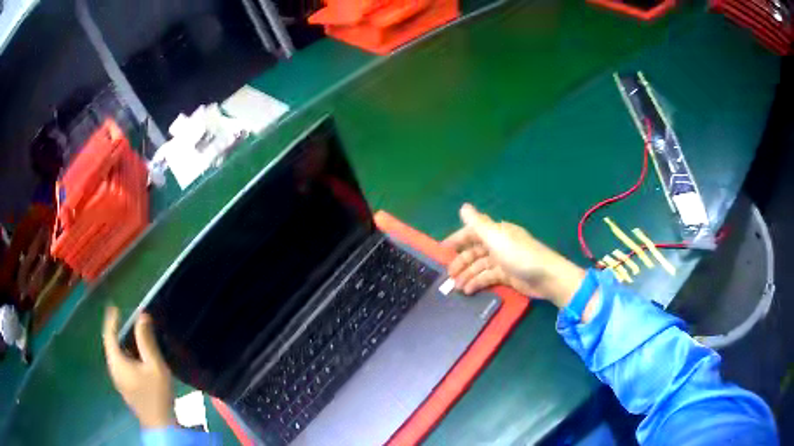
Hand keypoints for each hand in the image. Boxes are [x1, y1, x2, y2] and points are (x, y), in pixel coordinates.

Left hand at [102, 306, 174, 428]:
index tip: (115, 307)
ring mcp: (118, 380)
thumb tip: (142, 316)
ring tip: (134, 336)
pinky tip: (138, 357)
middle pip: (111, 345)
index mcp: (116, 362)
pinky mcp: (124, 387)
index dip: (111, 320)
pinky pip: (121, 364)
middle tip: (128, 321)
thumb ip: (146, 341)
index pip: (109, 335)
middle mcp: (113, 369)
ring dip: (123, 344)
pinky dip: (126, 355)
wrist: (160, 424)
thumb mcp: (155, 366)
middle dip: (118, 331)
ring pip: (116, 356)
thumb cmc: (157, 394)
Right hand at [442, 204, 586, 310]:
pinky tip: (468, 290)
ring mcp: (503, 261)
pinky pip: (488, 277)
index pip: (472, 232)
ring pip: (480, 266)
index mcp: (496, 231)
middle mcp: (499, 244)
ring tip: (456, 287)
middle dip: (460, 262)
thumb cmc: (520, 255)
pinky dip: (478, 283)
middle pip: (474, 251)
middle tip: (448, 275)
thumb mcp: (496, 237)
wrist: (546, 277)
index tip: (441, 249)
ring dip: (467, 275)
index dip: (457, 239)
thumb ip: (478, 224)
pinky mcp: (507, 276)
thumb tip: (463, 207)